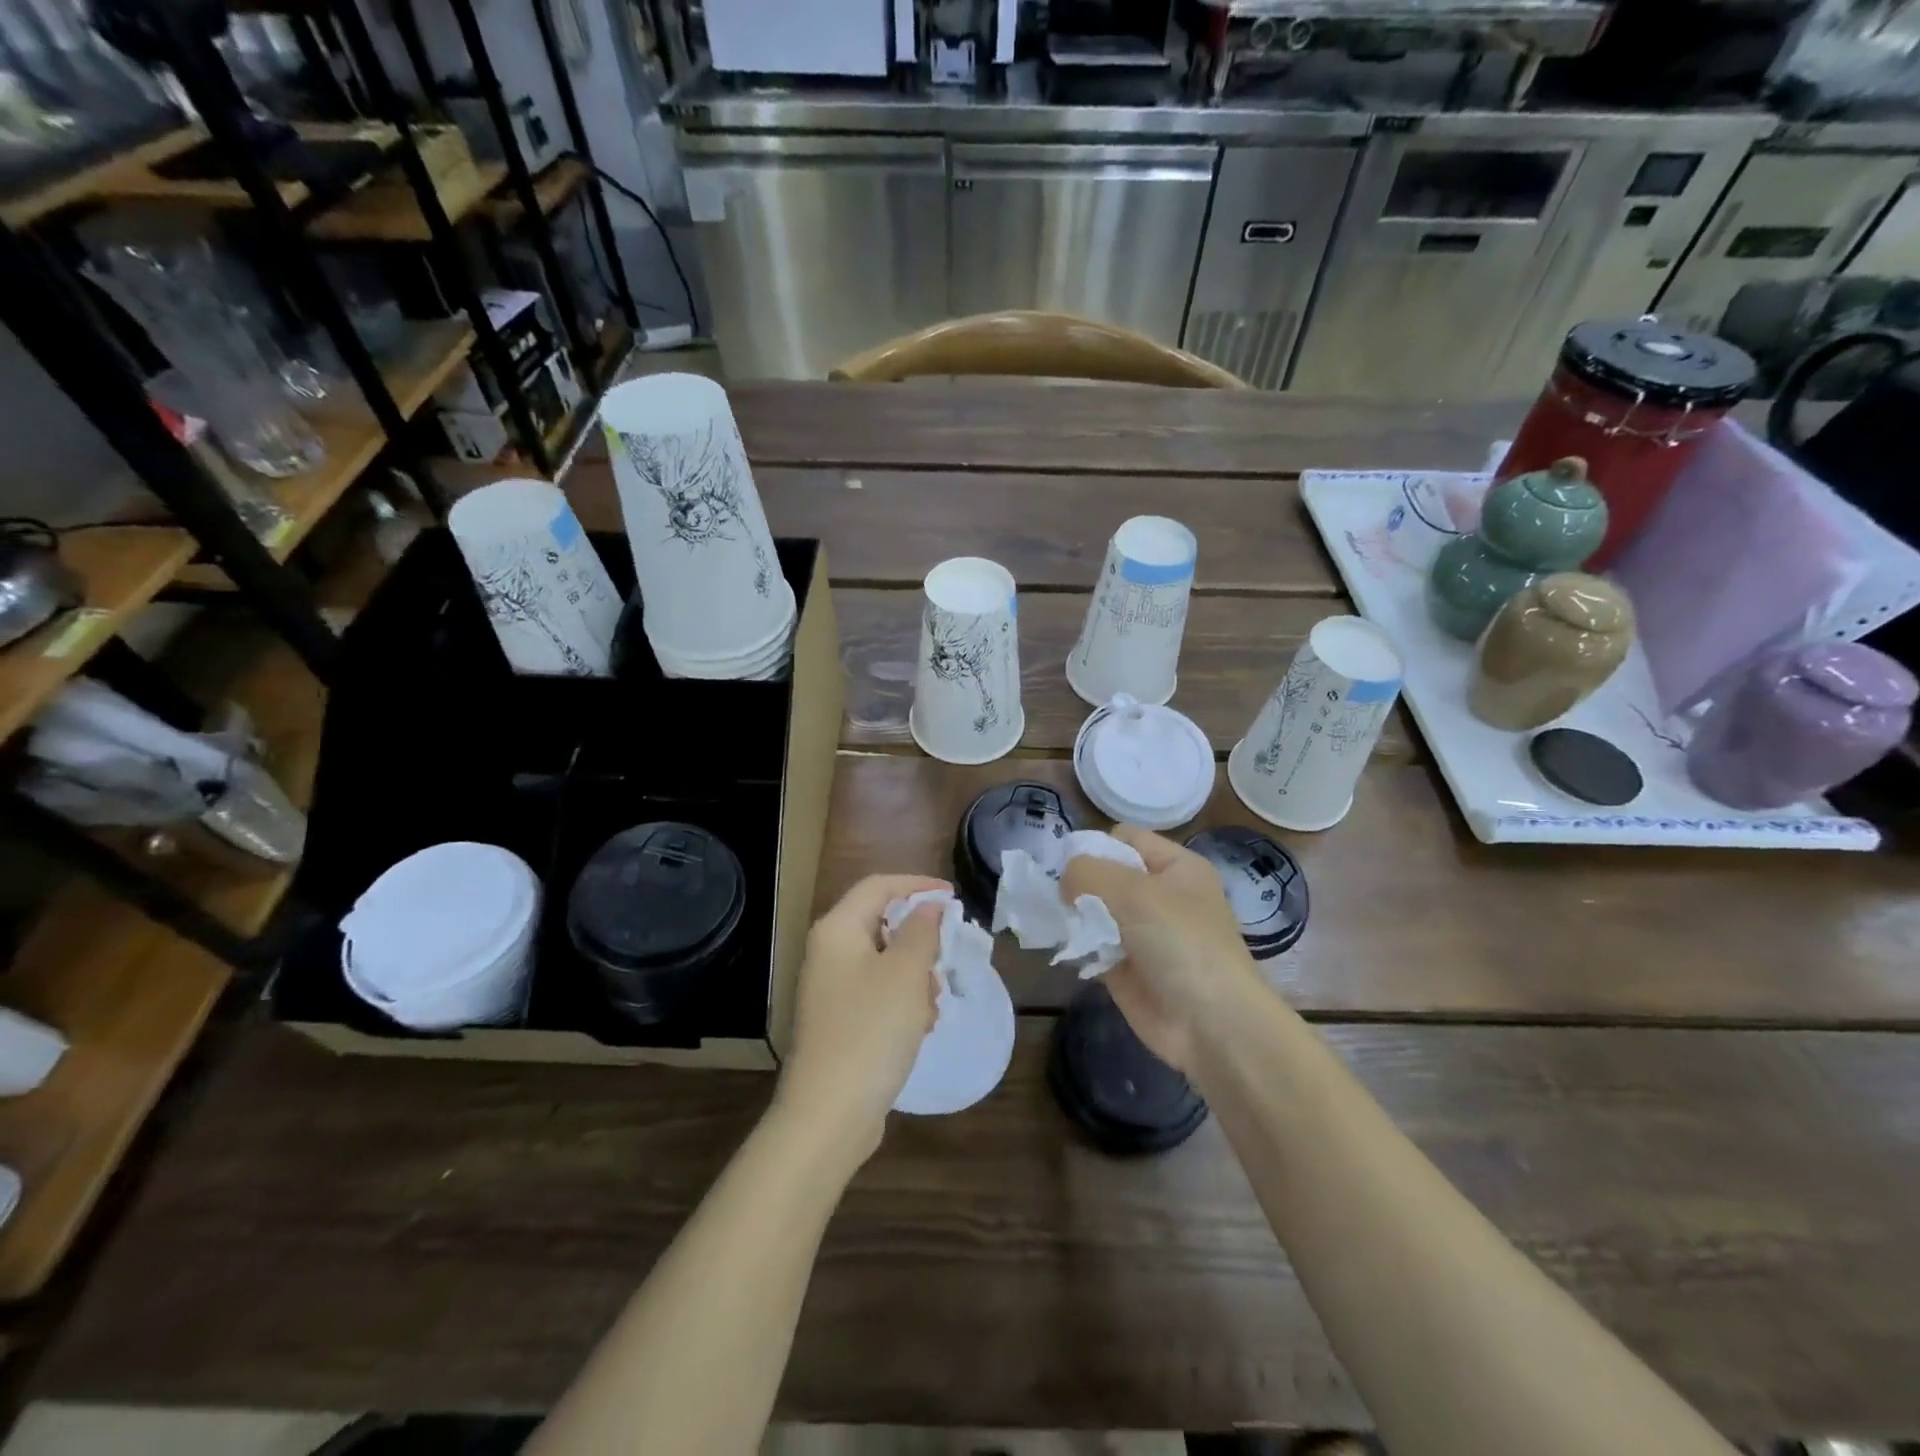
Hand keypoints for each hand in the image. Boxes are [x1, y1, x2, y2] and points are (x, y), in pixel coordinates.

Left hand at [773, 874, 949, 1166]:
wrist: (828, 1114)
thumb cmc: (871, 1030)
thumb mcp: (906, 973)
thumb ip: (922, 931)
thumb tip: (928, 906)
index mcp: (837, 930)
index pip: (878, 886)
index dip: (917, 885)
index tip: (952, 897)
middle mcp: (828, 953)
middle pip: (881, 924)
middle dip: (919, 940)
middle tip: (945, 959)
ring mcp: (830, 989)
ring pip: (884, 962)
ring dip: (915, 976)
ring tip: (932, 1005)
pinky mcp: (838, 1022)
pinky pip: (877, 994)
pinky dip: (902, 1002)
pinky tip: (919, 1028)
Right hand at [1059, 826, 1264, 1072]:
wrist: (1211, 1024)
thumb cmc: (1180, 943)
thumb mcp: (1134, 892)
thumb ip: (1089, 873)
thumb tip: (1064, 880)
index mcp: (1175, 867)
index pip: (1125, 838)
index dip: (1095, 846)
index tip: (1068, 866)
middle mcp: (1159, 895)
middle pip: (1106, 874)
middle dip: (1079, 883)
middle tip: (1058, 897)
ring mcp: (1142, 933)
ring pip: (1094, 911)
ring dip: (1074, 916)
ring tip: (1058, 923)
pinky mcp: (1126, 968)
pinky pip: (1092, 945)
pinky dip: (1077, 946)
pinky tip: (1064, 949)